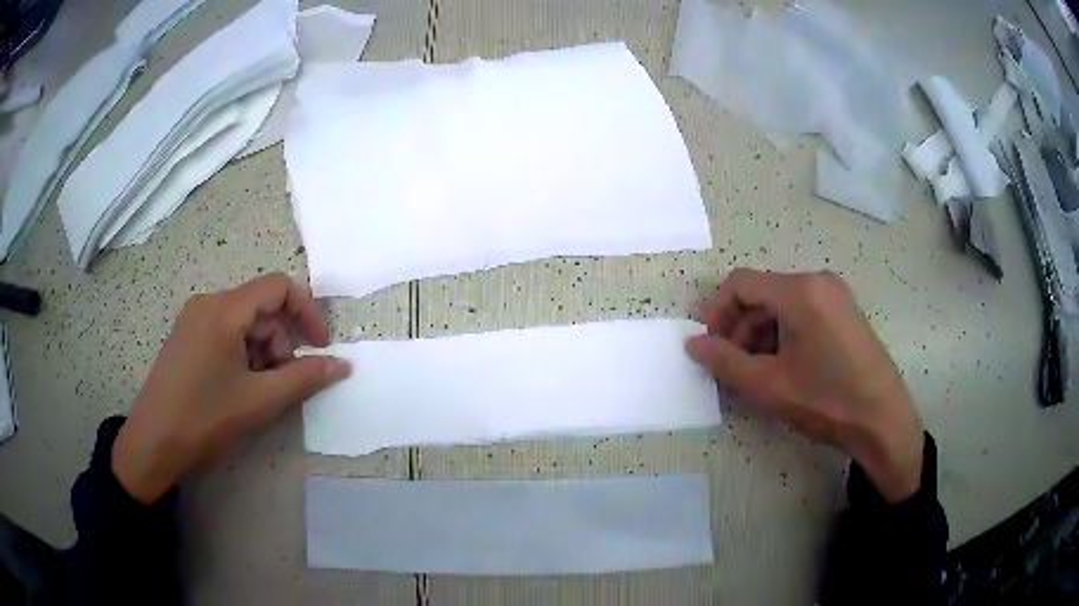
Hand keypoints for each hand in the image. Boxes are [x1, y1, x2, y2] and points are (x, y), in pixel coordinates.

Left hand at [112, 273, 350, 503]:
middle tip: (282, 384)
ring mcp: (194, 319)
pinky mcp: (186, 336)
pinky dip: (243, 354)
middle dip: (281, 342)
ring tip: (258, 392)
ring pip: (243, 322)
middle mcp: (209, 303)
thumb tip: (341, 364)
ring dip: (262, 352)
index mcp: (225, 310)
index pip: (279, 287)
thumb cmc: (206, 418)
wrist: (154, 442)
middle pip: (261, 307)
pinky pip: (225, 333)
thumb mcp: (260, 401)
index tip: (319, 348)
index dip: (306, 312)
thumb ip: (304, 378)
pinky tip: (238, 387)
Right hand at [686, 269, 923, 502]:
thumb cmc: (826, 401)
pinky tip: (785, 366)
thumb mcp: (768, 385)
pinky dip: (784, 334)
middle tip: (732, 366)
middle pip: (763, 293)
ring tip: (758, 372)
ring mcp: (836, 295)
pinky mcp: (845, 312)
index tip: (709, 345)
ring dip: (761, 333)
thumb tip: (693, 343)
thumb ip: (724, 361)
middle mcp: (818, 281)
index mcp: (800, 291)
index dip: (717, 311)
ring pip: (782, 304)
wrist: (882, 421)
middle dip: (740, 327)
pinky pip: (803, 312)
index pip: (741, 283)